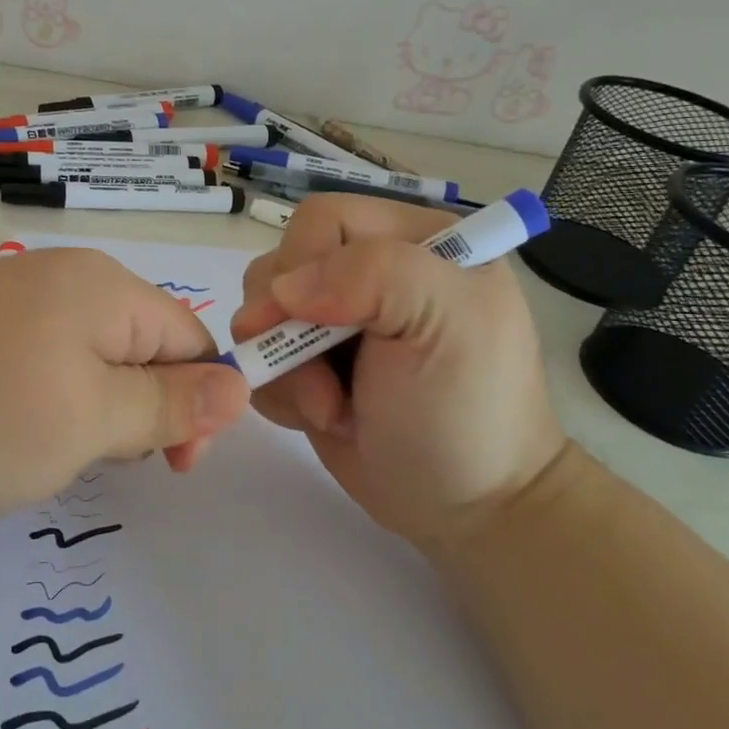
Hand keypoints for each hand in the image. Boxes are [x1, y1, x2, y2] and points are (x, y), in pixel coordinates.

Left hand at [0, 247, 250, 525]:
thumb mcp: (90, 420)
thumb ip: (170, 404)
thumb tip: (241, 387)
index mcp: (101, 284)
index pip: (189, 336)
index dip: (197, 402)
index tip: (173, 467)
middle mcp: (60, 277)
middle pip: (141, 344)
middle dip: (143, 408)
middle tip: (102, 461)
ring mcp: (10, 299)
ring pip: (92, 358)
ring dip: (96, 411)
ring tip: (53, 451)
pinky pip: (44, 361)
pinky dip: (50, 402)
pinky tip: (14, 433)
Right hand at [229, 195, 567, 548]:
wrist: (468, 509)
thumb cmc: (467, 413)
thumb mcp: (447, 324)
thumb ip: (375, 274)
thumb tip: (284, 290)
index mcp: (413, 241)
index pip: (323, 220)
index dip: (304, 266)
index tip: (318, 325)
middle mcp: (370, 273)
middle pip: (281, 266)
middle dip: (288, 329)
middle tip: (325, 383)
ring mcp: (336, 322)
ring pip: (261, 314)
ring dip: (283, 367)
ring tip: (330, 408)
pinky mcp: (311, 366)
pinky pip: (260, 359)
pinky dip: (277, 392)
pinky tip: (321, 418)